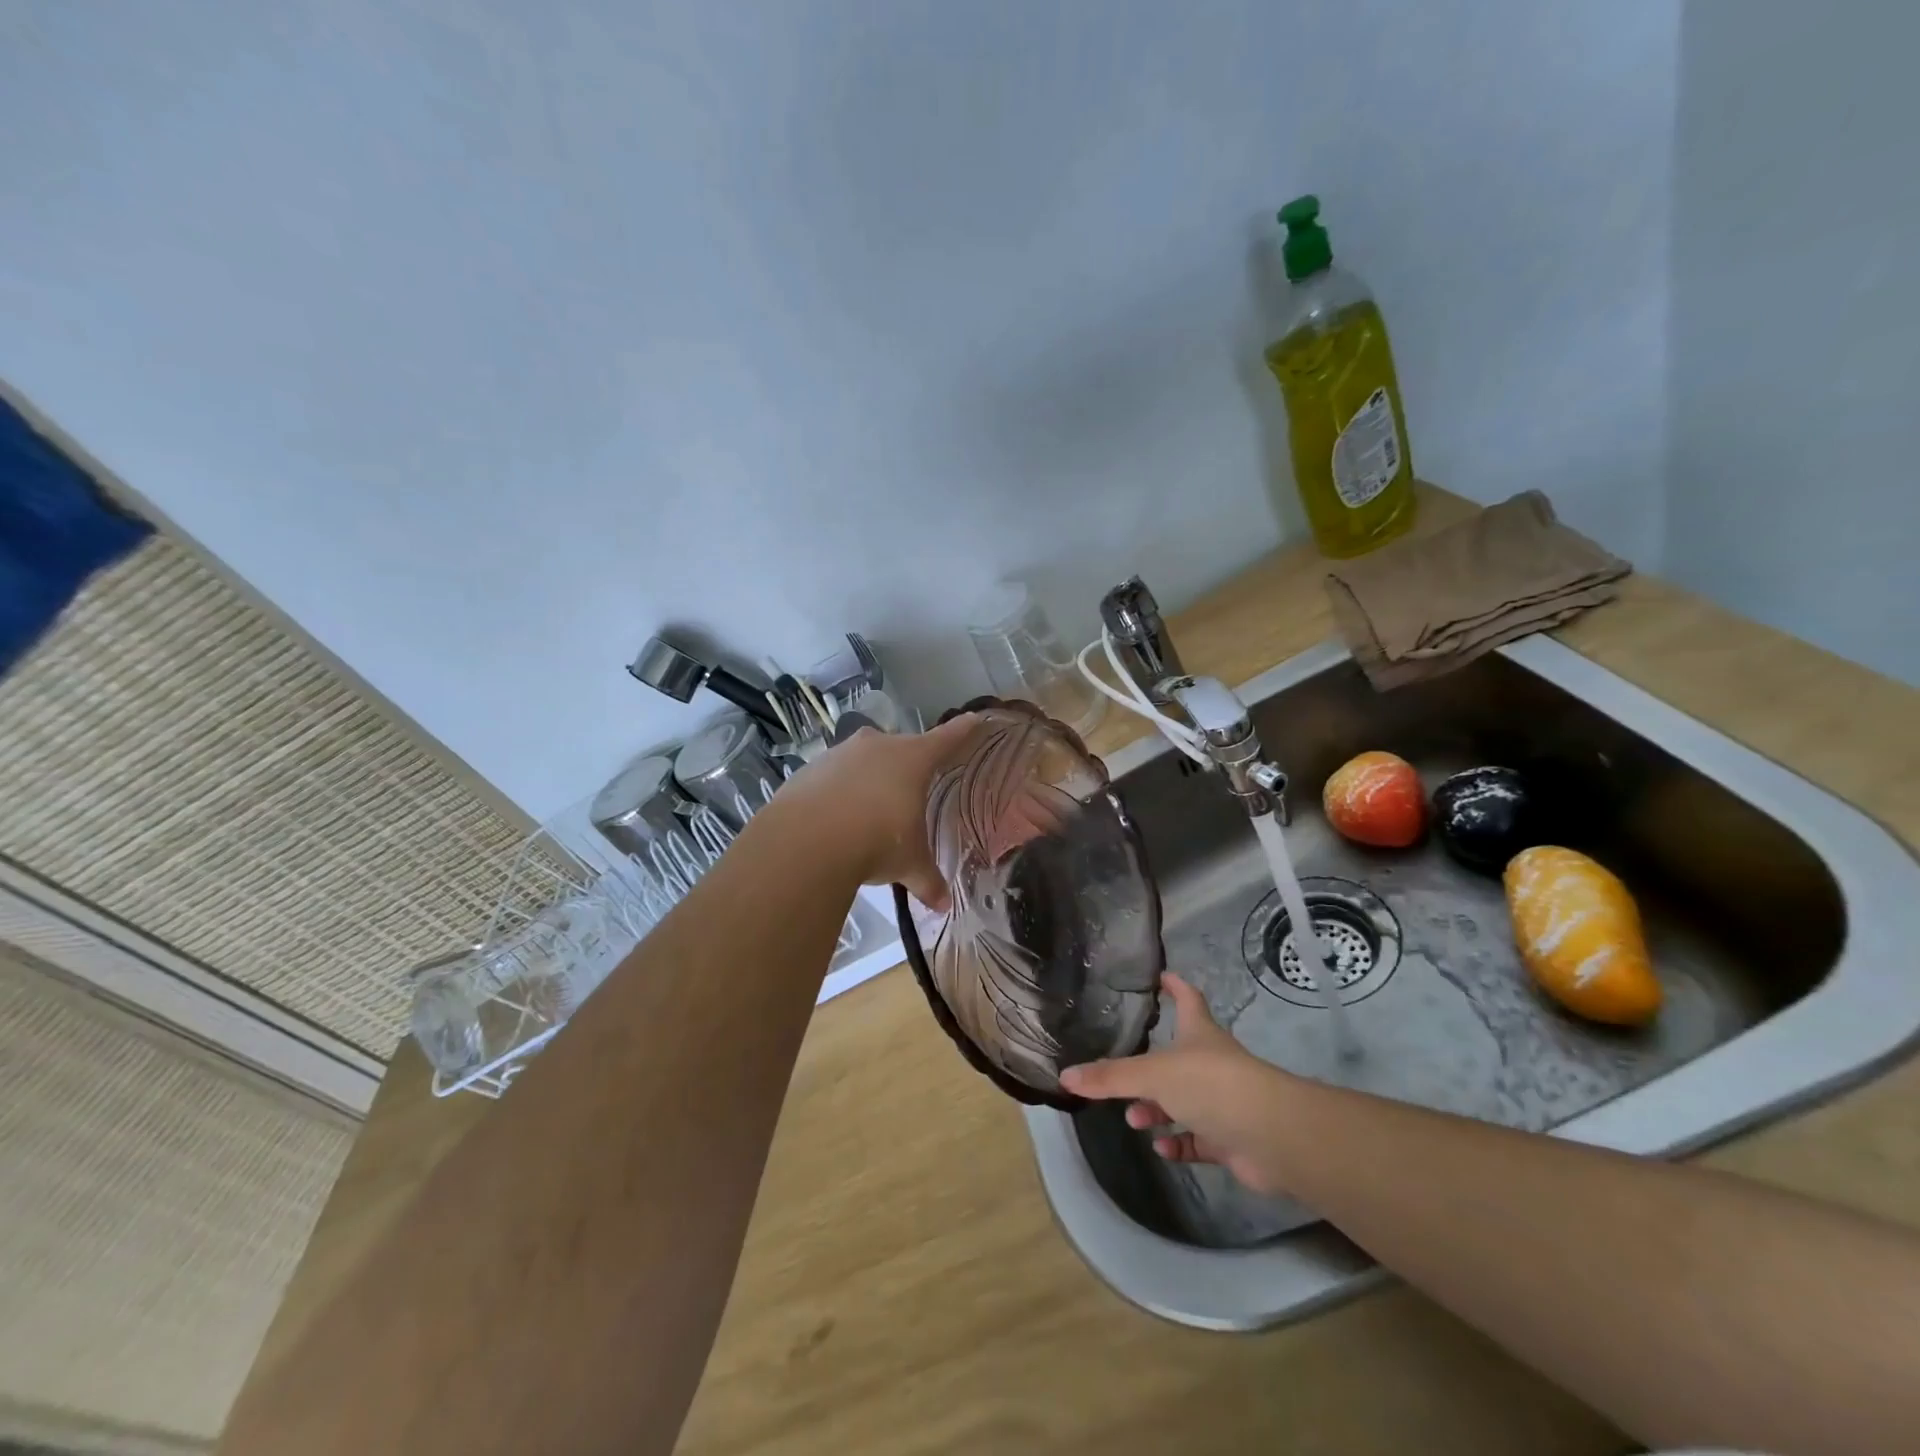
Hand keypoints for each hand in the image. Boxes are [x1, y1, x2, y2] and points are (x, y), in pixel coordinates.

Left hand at [771, 715, 981, 910]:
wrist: (807, 839)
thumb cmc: (877, 840)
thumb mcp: (908, 863)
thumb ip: (927, 879)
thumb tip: (943, 904)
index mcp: (913, 759)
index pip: (946, 739)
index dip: (962, 730)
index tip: (973, 719)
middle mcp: (878, 746)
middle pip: (900, 748)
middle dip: (906, 764)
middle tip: (910, 788)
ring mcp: (840, 753)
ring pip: (862, 760)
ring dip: (868, 778)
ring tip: (868, 811)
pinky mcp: (809, 769)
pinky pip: (831, 777)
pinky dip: (837, 792)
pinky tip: (834, 819)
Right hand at [1059, 973, 1301, 1195]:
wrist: (1271, 1135)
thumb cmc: (1211, 1084)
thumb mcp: (1152, 1075)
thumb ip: (1110, 1077)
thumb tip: (1065, 1076)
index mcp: (1198, 1033)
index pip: (1186, 998)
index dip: (1174, 986)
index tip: (1160, 976)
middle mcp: (1211, 1062)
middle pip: (1177, 1057)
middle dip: (1148, 1067)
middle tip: (1121, 1076)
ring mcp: (1222, 1101)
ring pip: (1183, 1101)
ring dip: (1157, 1109)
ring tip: (1134, 1119)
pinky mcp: (1229, 1137)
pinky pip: (1197, 1138)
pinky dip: (1178, 1143)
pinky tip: (1161, 1148)